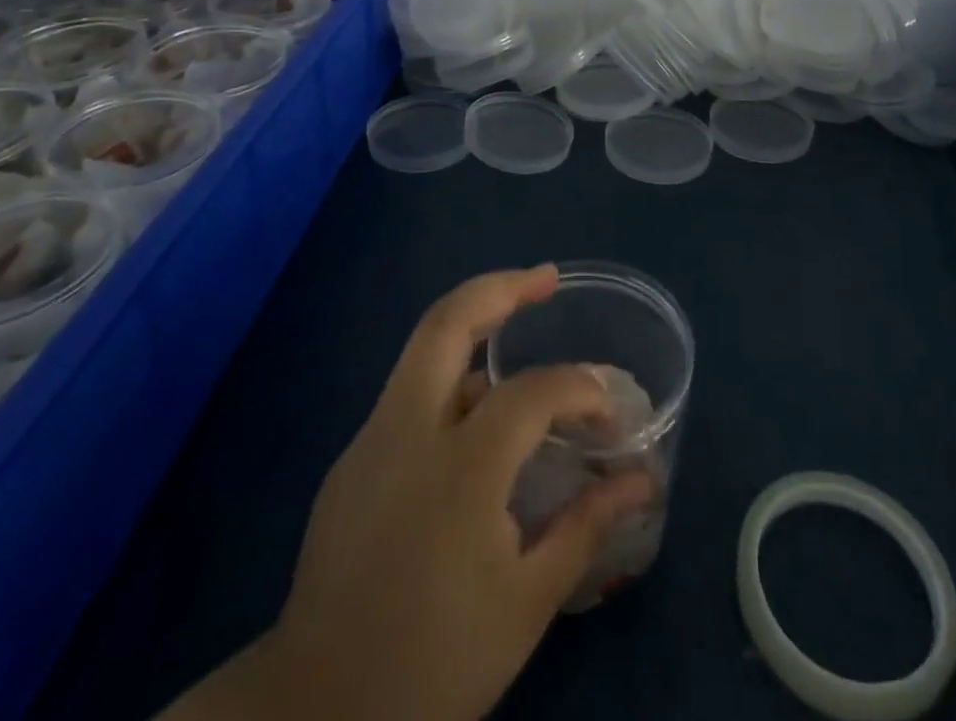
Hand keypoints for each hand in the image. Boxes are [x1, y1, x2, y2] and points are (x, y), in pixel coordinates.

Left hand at [163, 266, 654, 720]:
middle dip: (501, 287)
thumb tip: (643, 479)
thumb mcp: (526, 604)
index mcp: (459, 469)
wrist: (312, 713)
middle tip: (546, 278)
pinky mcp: (351, 458)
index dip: (580, 389)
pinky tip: (476, 417)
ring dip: (474, 324)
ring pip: (423, 349)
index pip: (532, 393)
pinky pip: (410, 393)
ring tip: (520, 332)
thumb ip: (587, 526)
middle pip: (448, 321)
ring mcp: (371, 438)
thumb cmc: (433, 662)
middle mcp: (408, 431)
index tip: (609, 417)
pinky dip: (451, 378)